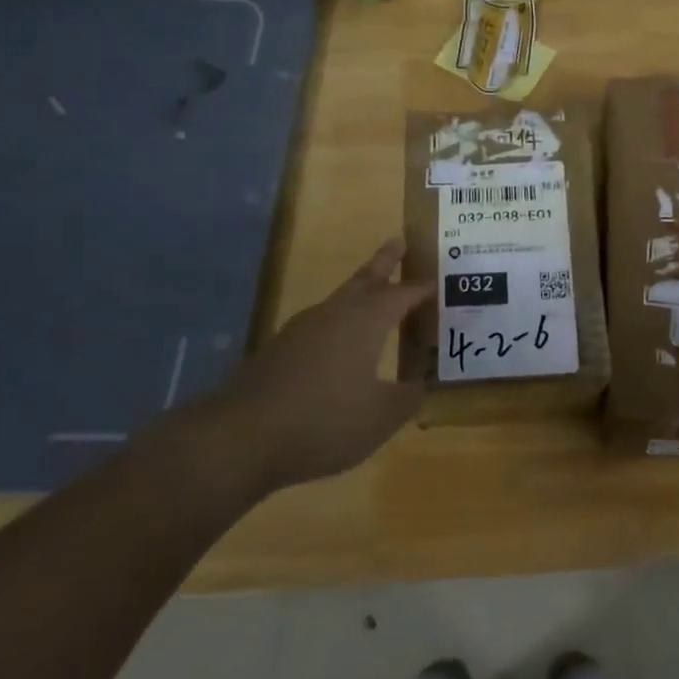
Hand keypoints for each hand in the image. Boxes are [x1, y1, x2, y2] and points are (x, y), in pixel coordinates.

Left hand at [202, 239, 428, 492]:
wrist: (242, 437)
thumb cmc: (325, 420)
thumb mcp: (381, 416)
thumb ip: (407, 397)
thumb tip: (420, 384)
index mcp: (366, 320)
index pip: (402, 294)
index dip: (421, 288)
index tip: (436, 281)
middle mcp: (334, 314)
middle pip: (364, 279)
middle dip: (384, 262)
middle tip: (397, 241)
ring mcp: (300, 330)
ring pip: (339, 301)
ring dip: (359, 292)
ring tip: (372, 293)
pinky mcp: (278, 352)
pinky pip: (319, 326)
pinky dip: (338, 324)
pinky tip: (338, 345)